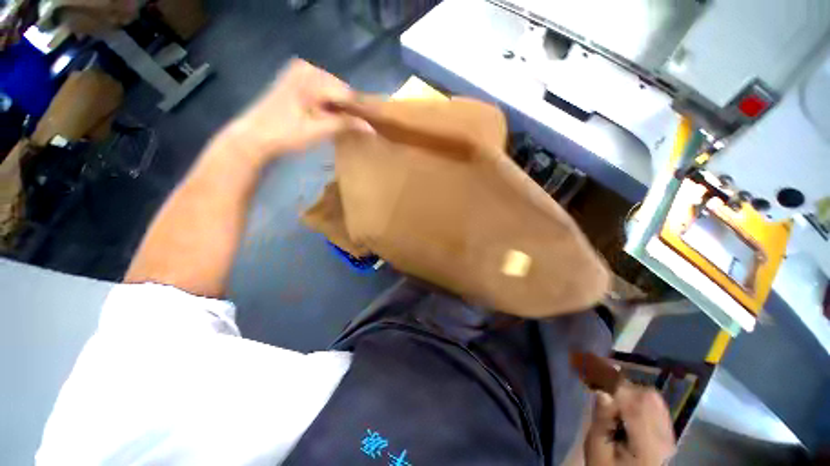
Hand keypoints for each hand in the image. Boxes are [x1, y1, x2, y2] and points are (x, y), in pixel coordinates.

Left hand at [219, 58, 368, 164]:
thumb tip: (371, 128)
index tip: (373, 125)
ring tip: (350, 126)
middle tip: (361, 129)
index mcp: (311, 76)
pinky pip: (322, 93)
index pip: (347, 92)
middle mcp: (307, 68)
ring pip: (332, 92)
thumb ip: (346, 124)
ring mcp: (300, 73)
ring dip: (341, 109)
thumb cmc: (285, 134)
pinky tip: (334, 119)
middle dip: (350, 109)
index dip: (361, 110)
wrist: (254, 137)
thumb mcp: (318, 130)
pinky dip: (330, 106)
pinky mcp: (296, 82)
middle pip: (340, 91)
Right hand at [585, 384, 675, 465]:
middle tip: (598, 382)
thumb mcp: (597, 449)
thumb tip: (602, 392)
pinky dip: (638, 396)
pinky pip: (656, 405)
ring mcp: (669, 435)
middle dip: (622, 385)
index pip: (635, 404)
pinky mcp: (667, 433)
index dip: (613, 383)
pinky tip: (623, 400)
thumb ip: (602, 422)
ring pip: (653, 398)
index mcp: (647, 445)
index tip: (591, 368)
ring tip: (609, 390)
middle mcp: (664, 437)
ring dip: (630, 389)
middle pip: (647, 397)